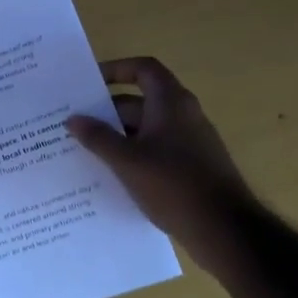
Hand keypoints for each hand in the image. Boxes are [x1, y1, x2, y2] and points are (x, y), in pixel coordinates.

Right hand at [67, 57, 253, 274]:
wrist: (224, 229)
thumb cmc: (174, 185)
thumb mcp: (127, 161)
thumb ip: (98, 137)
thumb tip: (73, 119)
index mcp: (171, 103)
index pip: (143, 69)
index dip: (116, 69)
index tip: (88, 83)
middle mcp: (183, 115)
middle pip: (140, 101)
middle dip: (107, 111)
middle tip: (74, 123)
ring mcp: (189, 142)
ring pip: (145, 129)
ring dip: (116, 136)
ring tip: (82, 150)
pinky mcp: (190, 167)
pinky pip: (155, 151)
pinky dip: (132, 155)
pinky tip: (109, 175)